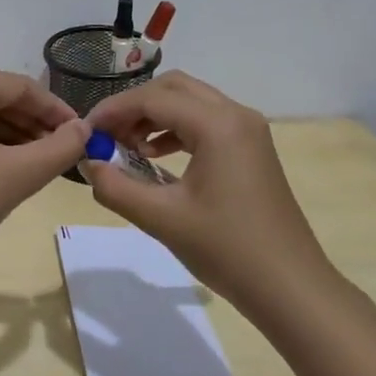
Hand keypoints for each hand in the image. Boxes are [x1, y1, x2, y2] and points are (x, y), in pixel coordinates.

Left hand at [0, 69, 90, 287]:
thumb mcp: (16, 176)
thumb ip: (59, 149)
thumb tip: (84, 130)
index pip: (21, 87)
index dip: (56, 110)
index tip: (83, 135)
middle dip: (34, 124)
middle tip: (64, 153)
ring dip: (12, 136)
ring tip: (40, 165)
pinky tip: (5, 170)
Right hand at [82, 72, 334, 307]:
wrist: (289, 287)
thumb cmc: (227, 250)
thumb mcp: (161, 219)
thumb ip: (115, 188)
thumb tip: (87, 163)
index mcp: (218, 125)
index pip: (153, 99)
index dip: (113, 110)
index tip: (85, 131)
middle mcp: (236, 115)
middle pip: (173, 89)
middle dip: (134, 106)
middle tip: (106, 135)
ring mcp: (248, 131)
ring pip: (190, 103)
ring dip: (154, 117)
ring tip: (126, 148)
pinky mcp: (251, 149)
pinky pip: (206, 122)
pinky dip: (175, 130)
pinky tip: (155, 158)